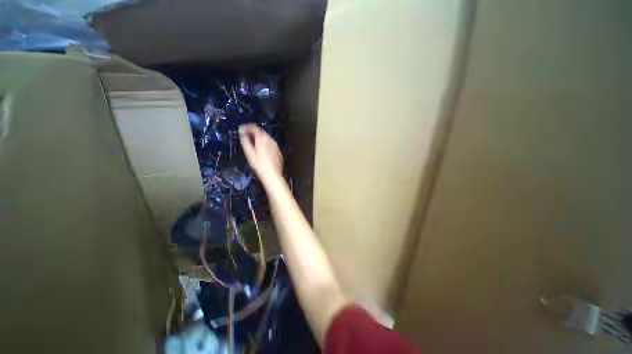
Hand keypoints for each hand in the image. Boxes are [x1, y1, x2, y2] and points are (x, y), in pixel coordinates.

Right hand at [239, 124, 282, 182]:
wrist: (273, 175)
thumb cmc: (259, 165)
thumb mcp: (249, 154)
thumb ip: (245, 141)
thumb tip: (242, 133)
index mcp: (262, 139)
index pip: (254, 127)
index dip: (246, 127)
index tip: (241, 129)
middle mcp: (270, 140)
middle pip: (261, 132)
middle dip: (253, 132)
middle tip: (246, 136)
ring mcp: (276, 145)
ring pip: (267, 138)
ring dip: (259, 138)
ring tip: (253, 143)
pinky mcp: (278, 151)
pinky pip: (271, 144)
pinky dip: (265, 144)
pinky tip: (262, 150)